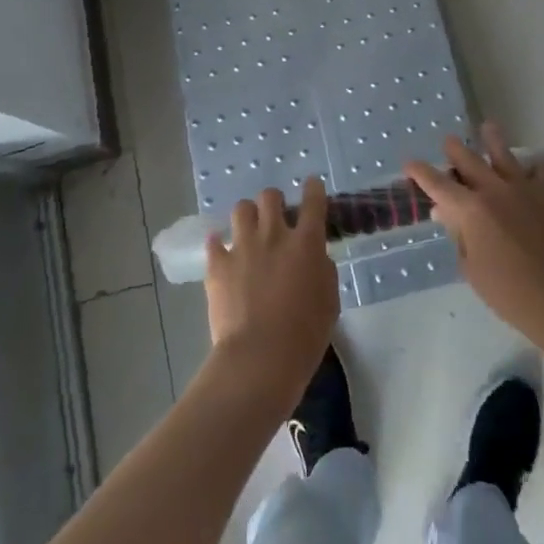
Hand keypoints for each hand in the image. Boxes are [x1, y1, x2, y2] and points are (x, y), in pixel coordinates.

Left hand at [205, 180, 339, 409]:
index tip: (312, 185)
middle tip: (276, 217)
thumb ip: (323, 270)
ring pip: (241, 209)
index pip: (313, 201)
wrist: (260, 358)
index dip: (313, 189)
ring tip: (249, 231)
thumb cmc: (305, 336)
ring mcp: (243, 247)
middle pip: (270, 196)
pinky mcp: (218, 265)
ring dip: (248, 216)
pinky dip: (219, 244)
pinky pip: (214, 241)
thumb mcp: (329, 301)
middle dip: (274, 202)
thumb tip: (314, 257)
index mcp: (306, 243)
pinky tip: (222, 253)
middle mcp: (274, 235)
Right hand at [406, 122, 543, 346]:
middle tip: (447, 142)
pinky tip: (530, 168)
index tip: (408, 164)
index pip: (437, 183)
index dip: (420, 172)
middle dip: (453, 149)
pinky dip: (533, 168)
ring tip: (487, 126)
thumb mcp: (470, 267)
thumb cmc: (507, 292)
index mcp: (470, 209)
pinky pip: (539, 171)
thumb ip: (457, 234)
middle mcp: (493, 190)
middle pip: (467, 158)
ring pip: (503, 154)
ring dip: (492, 139)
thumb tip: (446, 211)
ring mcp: (521, 190)